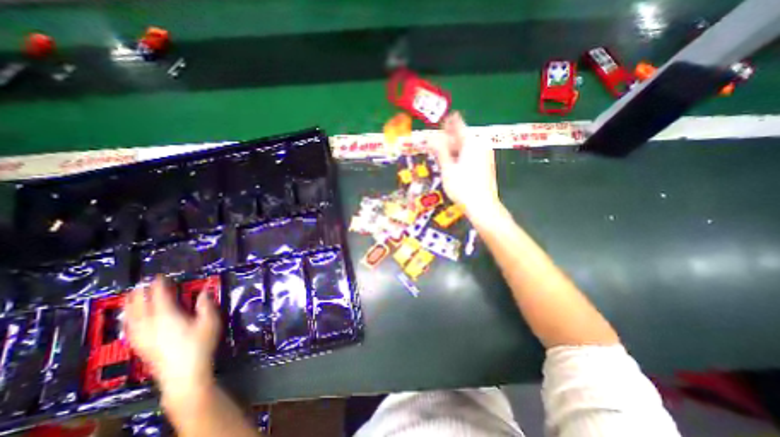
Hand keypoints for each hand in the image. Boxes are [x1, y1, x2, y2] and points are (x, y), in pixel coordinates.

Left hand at [125, 276, 220, 402]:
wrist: (184, 374)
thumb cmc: (200, 344)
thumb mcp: (210, 321)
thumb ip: (206, 304)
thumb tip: (205, 290)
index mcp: (168, 316)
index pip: (160, 296)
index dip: (159, 285)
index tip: (160, 276)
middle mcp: (151, 325)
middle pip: (140, 306)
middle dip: (140, 294)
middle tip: (141, 284)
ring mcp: (143, 337)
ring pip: (131, 318)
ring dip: (130, 305)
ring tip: (130, 297)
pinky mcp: (141, 346)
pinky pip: (130, 329)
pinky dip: (128, 319)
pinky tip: (129, 320)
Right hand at [426, 111, 498, 216]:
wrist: (482, 206)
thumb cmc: (462, 187)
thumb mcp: (447, 168)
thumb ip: (440, 151)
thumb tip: (431, 137)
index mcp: (472, 143)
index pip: (458, 126)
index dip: (447, 123)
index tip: (439, 121)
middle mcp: (481, 145)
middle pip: (462, 136)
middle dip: (448, 138)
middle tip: (435, 141)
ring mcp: (485, 155)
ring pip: (466, 147)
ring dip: (453, 148)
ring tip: (441, 152)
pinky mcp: (485, 164)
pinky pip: (470, 154)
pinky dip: (460, 155)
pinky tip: (452, 162)